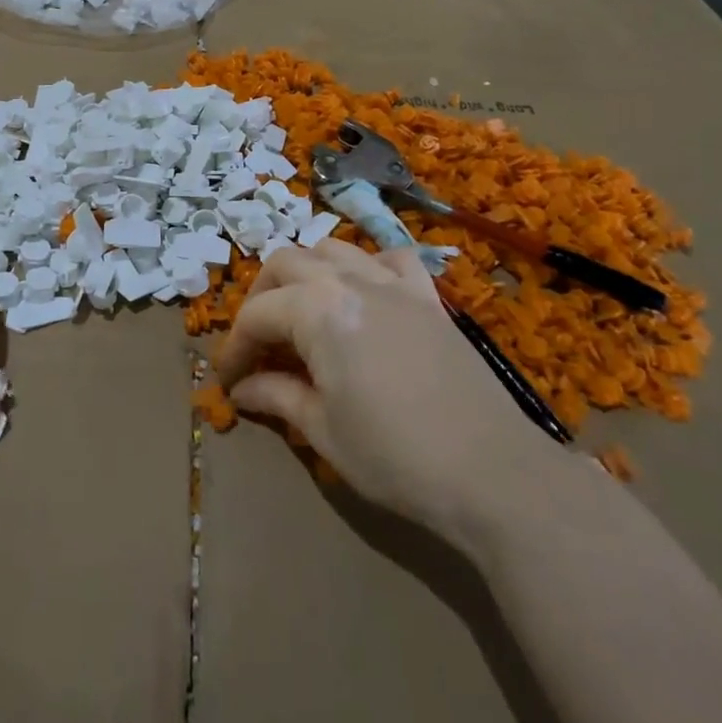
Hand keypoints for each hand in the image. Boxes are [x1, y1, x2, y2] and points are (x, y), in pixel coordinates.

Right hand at [213, 241, 558, 530]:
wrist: (494, 473)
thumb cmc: (396, 456)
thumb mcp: (323, 431)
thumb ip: (277, 396)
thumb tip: (241, 389)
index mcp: (317, 310)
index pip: (257, 315)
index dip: (235, 348)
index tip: (227, 381)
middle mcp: (350, 280)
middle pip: (286, 264)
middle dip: (261, 298)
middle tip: (258, 343)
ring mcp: (393, 283)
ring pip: (333, 249)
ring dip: (306, 273)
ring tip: (302, 312)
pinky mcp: (428, 297)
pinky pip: (390, 258)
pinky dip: (367, 266)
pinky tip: (365, 295)